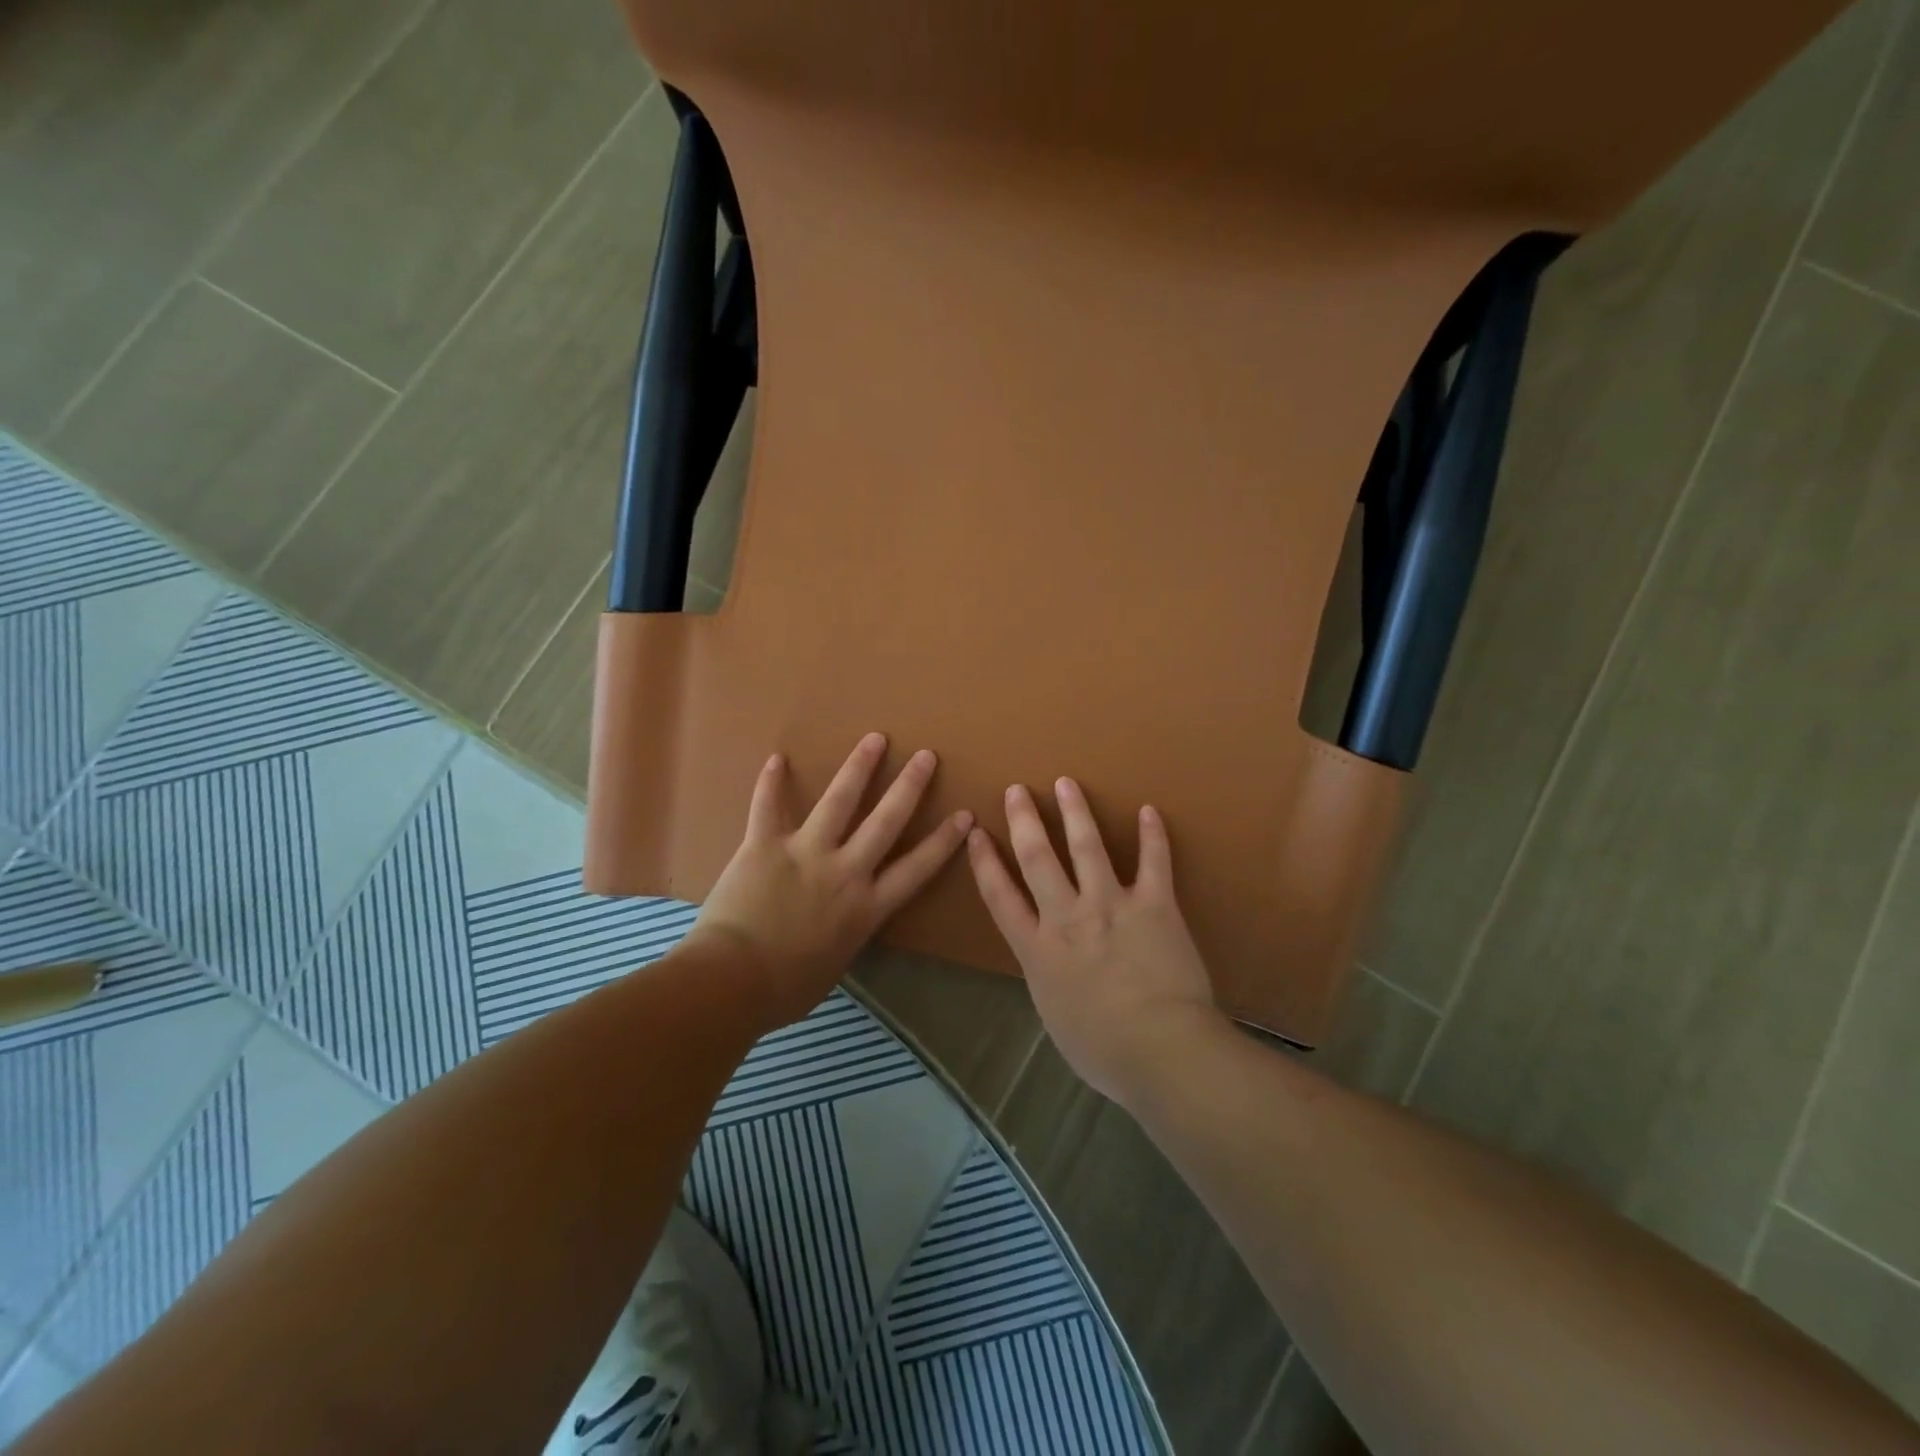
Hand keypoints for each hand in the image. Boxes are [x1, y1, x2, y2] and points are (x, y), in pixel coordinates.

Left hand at [687, 733, 972, 1026]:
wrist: (733, 982)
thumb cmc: (786, 989)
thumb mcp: (835, 965)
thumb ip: (846, 935)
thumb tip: (841, 925)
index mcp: (866, 907)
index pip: (917, 868)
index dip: (943, 841)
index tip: (964, 815)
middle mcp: (844, 871)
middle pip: (885, 821)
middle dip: (909, 787)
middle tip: (926, 756)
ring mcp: (805, 853)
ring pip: (839, 801)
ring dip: (858, 767)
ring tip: (874, 739)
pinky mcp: (765, 845)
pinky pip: (767, 807)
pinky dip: (770, 783)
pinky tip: (777, 758)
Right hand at [967, 778, 1223, 1105]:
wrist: (1159, 1050)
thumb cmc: (1102, 1050)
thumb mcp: (1054, 1016)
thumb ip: (1048, 979)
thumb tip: (1051, 963)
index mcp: (1037, 949)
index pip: (1000, 895)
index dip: (984, 861)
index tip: (976, 832)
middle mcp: (1067, 916)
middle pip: (1037, 857)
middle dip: (1024, 820)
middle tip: (1017, 790)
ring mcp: (1111, 905)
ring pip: (1087, 846)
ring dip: (1075, 812)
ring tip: (1066, 783)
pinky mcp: (1155, 904)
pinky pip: (1154, 862)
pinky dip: (1153, 835)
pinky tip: (1151, 811)